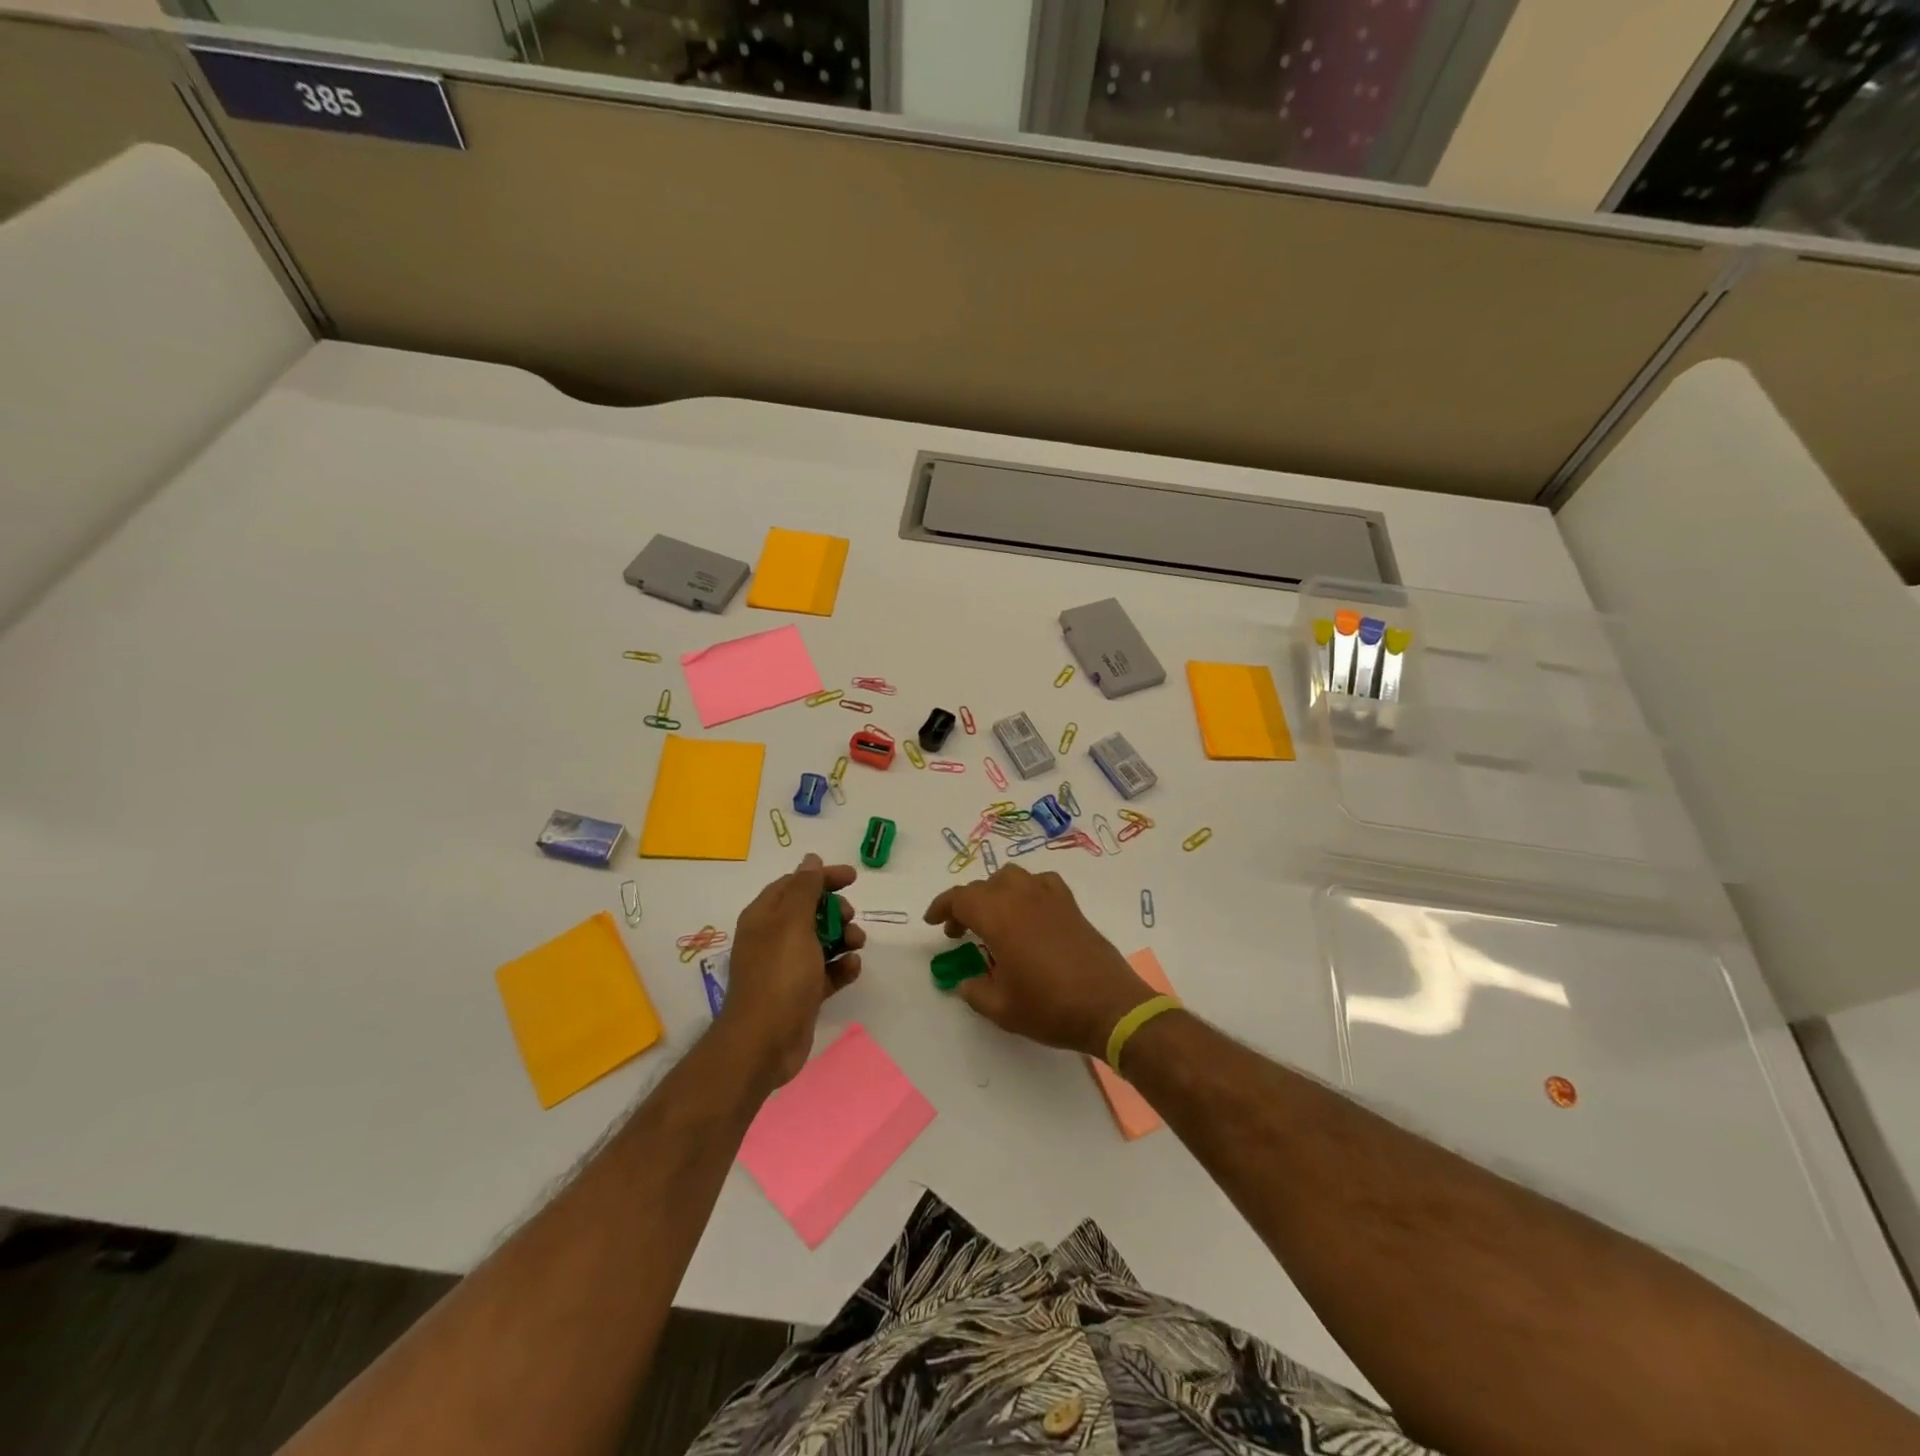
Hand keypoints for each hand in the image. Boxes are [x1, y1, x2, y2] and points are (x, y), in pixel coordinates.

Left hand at [718, 854, 863, 1091]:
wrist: (765, 1043)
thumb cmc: (779, 975)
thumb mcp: (793, 923)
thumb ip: (804, 888)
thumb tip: (810, 859)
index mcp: (765, 917)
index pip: (795, 884)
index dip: (823, 877)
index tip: (853, 878)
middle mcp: (773, 938)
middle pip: (811, 911)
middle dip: (836, 911)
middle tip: (849, 919)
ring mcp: (787, 967)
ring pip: (822, 941)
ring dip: (844, 938)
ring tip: (856, 946)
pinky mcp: (802, 993)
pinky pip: (827, 971)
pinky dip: (842, 966)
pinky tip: (852, 968)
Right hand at [923, 865, 1152, 1058]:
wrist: (1109, 1006)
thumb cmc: (1050, 1007)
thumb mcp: (1002, 1008)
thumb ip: (975, 991)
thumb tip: (966, 982)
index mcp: (999, 917)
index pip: (961, 898)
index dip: (942, 906)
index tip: (933, 922)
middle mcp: (1022, 897)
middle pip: (984, 886)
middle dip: (966, 904)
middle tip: (959, 932)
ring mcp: (1049, 897)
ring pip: (1012, 877)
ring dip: (995, 892)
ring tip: (992, 919)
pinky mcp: (1071, 905)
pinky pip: (1041, 883)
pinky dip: (1027, 890)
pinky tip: (1029, 913)